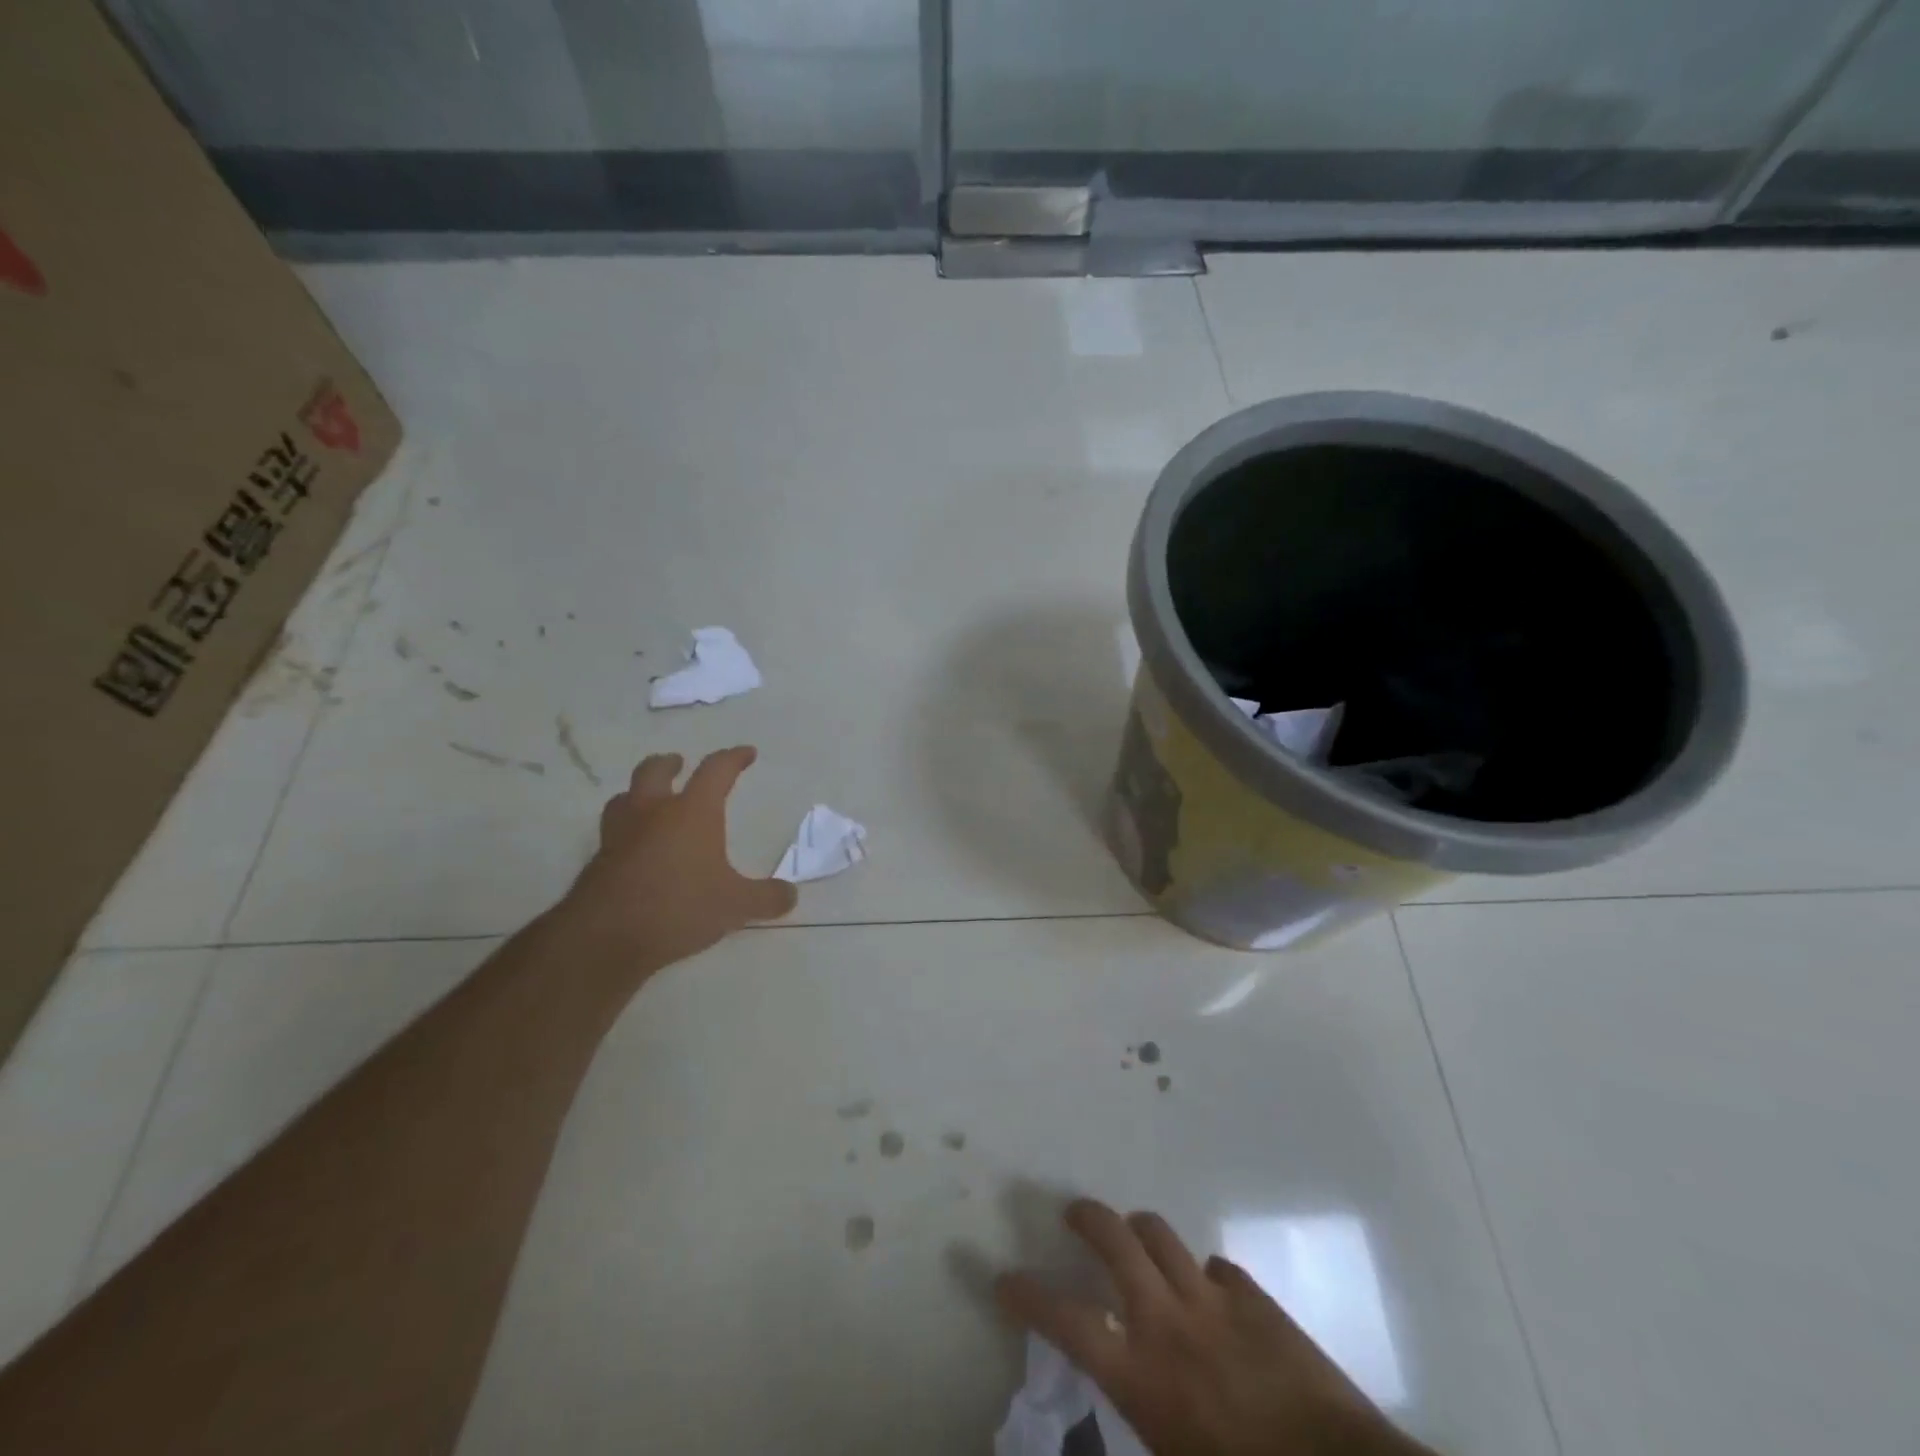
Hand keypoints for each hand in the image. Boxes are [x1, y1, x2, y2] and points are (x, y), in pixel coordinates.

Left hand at [562, 746, 798, 969]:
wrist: (605, 937)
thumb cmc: (679, 907)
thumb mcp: (736, 906)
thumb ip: (766, 898)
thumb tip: (791, 894)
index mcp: (692, 812)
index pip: (716, 771)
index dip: (733, 758)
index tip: (746, 753)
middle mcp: (653, 813)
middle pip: (655, 771)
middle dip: (670, 764)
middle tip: (679, 764)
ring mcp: (620, 835)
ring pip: (624, 798)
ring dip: (638, 793)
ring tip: (649, 801)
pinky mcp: (598, 862)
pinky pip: (612, 834)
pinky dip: (626, 832)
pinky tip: (635, 850)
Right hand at [996, 1199, 1429, 1455]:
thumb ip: (1143, 1427)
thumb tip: (1125, 1395)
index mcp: (1142, 1375)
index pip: (1068, 1322)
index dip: (1029, 1296)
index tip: (1003, 1278)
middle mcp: (1168, 1322)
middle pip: (1115, 1241)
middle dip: (1087, 1218)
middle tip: (1072, 1215)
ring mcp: (1213, 1302)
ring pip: (1161, 1235)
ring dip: (1139, 1230)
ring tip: (1134, 1237)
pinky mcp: (1255, 1299)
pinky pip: (1216, 1269)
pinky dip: (1202, 1276)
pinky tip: (1209, 1296)